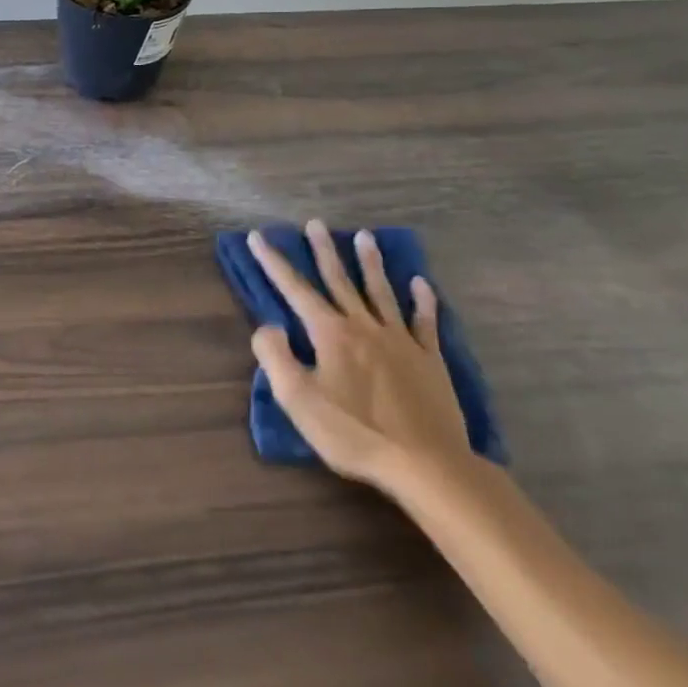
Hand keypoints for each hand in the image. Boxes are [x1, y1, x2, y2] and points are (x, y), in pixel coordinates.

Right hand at [248, 223, 473, 494]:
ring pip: (381, 292)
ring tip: (364, 236)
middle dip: (323, 250)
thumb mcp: (298, 400)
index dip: (273, 262)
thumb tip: (266, 326)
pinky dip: (423, 301)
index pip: (295, 289)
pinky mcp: (429, 360)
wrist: (425, 463)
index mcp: (330, 334)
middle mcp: (363, 326)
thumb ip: (275, 357)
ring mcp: (400, 340)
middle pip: (340, 280)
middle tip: (316, 223)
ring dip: (370, 263)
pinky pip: (425, 322)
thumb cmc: (354, 432)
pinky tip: (421, 283)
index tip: (258, 236)